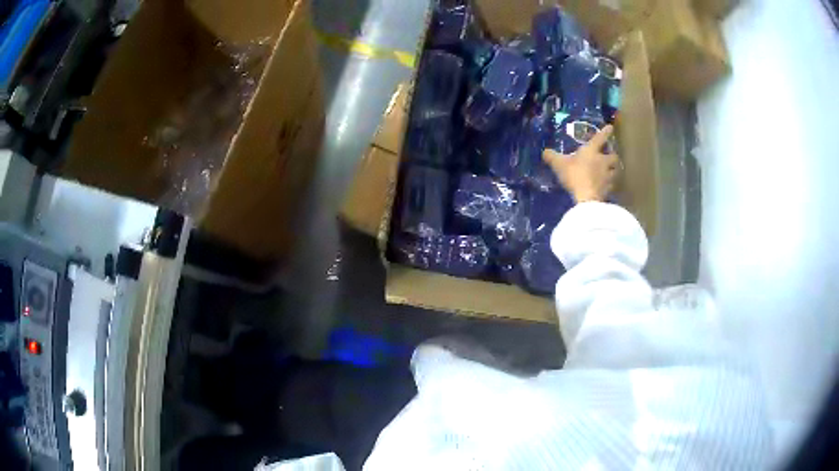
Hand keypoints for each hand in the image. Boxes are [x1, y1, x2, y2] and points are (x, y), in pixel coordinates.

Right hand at [542, 125, 620, 202]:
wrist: (586, 197)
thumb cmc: (574, 175)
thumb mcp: (559, 164)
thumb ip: (552, 157)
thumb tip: (545, 151)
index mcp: (591, 151)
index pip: (600, 138)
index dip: (605, 132)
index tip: (610, 127)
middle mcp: (603, 161)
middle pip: (613, 156)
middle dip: (612, 155)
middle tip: (609, 156)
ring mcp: (608, 175)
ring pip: (616, 170)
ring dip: (614, 169)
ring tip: (611, 171)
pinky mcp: (609, 189)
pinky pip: (612, 184)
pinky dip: (610, 184)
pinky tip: (606, 186)